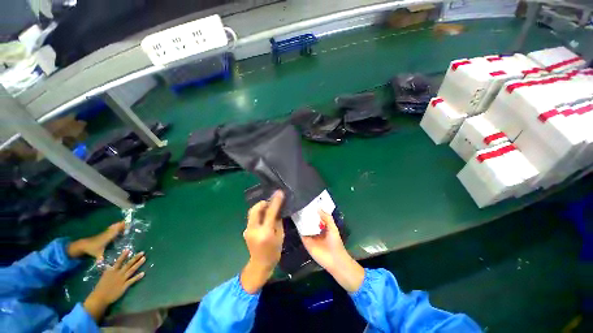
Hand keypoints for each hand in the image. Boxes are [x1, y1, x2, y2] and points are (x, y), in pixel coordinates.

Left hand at [68, 222, 125, 260]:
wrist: (82, 245)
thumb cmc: (91, 249)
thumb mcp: (97, 255)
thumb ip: (103, 259)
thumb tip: (107, 266)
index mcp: (107, 237)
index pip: (115, 231)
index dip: (121, 227)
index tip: (128, 224)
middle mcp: (107, 234)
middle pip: (115, 227)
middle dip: (122, 224)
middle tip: (130, 223)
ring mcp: (105, 233)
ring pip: (113, 227)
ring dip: (118, 225)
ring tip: (125, 223)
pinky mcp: (103, 234)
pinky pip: (111, 228)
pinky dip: (115, 227)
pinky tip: (117, 227)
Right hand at [83, 249, 145, 321]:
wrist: (99, 298)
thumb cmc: (101, 286)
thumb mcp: (104, 276)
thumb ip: (108, 270)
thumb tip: (109, 265)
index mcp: (112, 271)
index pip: (118, 261)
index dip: (123, 255)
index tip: (128, 249)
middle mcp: (118, 274)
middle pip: (128, 264)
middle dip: (135, 258)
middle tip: (142, 252)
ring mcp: (122, 280)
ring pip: (132, 270)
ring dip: (138, 264)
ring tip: (144, 258)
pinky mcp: (124, 286)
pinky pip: (132, 280)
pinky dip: (137, 277)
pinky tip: (143, 273)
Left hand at [240, 190, 284, 293]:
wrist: (260, 265)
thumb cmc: (274, 252)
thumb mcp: (280, 236)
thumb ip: (278, 221)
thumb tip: (278, 208)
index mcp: (265, 233)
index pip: (270, 212)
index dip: (275, 201)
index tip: (279, 193)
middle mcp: (253, 230)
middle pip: (255, 209)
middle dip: (263, 202)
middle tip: (271, 202)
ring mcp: (247, 230)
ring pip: (252, 212)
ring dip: (261, 207)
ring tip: (269, 207)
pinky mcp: (246, 230)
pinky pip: (252, 217)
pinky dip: (258, 213)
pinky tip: (264, 216)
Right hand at [301, 210, 363, 292]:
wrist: (334, 259)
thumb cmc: (335, 242)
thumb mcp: (332, 227)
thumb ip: (327, 217)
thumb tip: (318, 207)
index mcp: (323, 226)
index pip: (317, 216)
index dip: (313, 210)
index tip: (308, 201)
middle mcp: (315, 229)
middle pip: (309, 220)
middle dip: (306, 213)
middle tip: (300, 203)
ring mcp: (310, 235)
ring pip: (304, 225)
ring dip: (301, 219)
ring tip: (296, 208)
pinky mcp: (305, 241)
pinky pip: (301, 232)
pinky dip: (298, 227)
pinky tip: (295, 218)